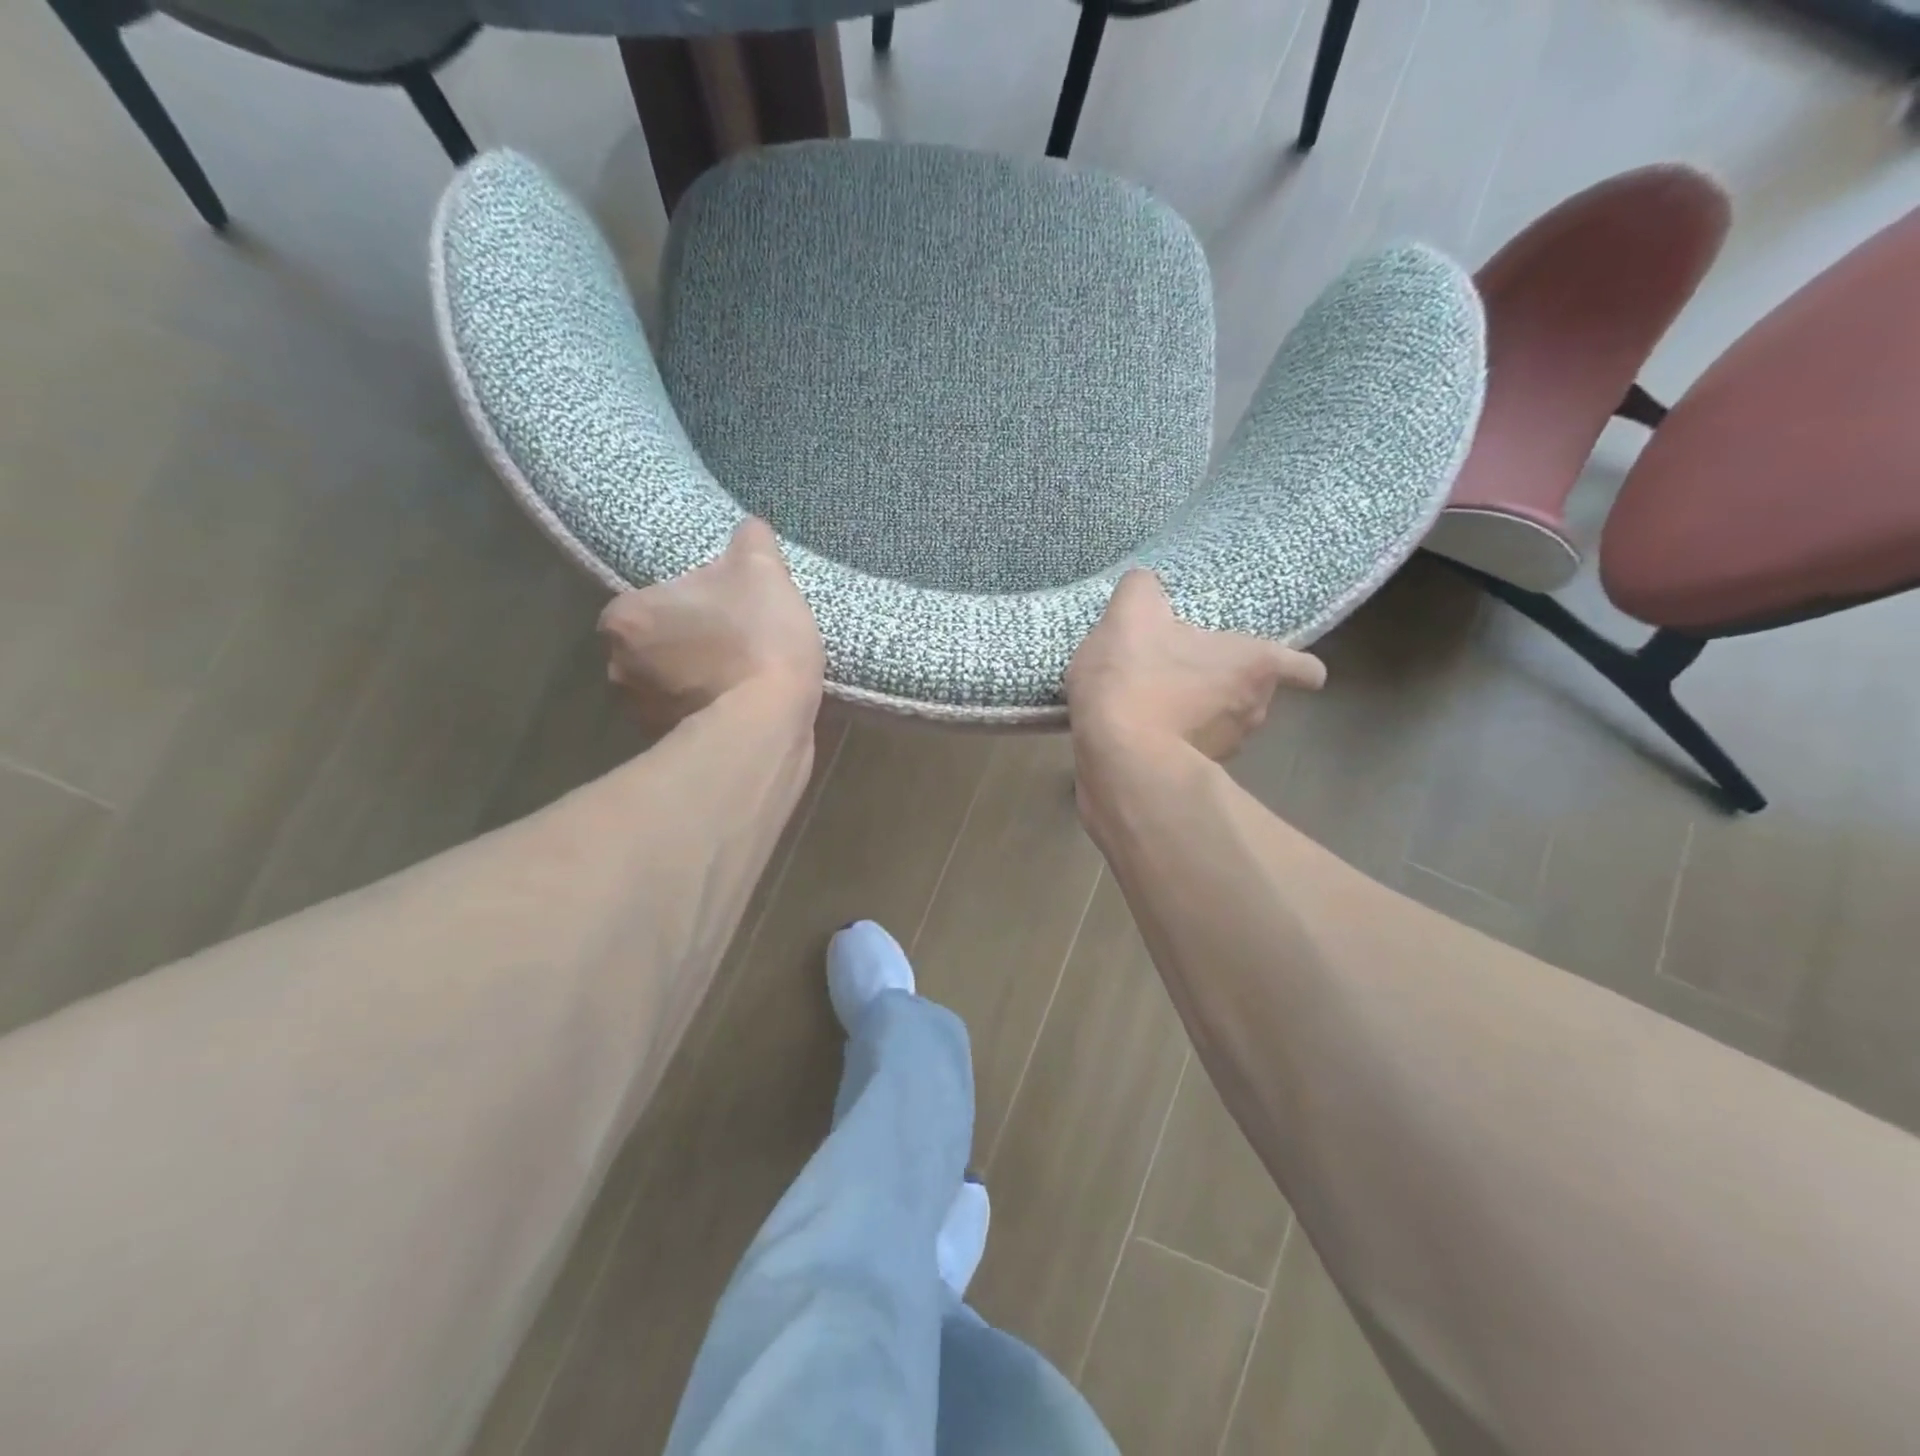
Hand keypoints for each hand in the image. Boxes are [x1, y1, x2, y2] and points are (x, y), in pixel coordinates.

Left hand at [599, 518, 823, 729]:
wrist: (769, 722)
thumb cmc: (757, 638)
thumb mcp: (764, 571)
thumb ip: (751, 540)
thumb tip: (749, 529)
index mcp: (625, 617)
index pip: (650, 601)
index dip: (690, 603)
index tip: (725, 610)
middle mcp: (617, 667)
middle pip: (656, 643)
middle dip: (688, 643)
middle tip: (735, 642)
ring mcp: (639, 714)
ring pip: (668, 683)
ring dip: (695, 679)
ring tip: (742, 678)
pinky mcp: (666, 747)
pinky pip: (686, 718)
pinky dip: (707, 711)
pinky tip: (742, 707)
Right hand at [1066, 570, 1324, 760]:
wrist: (1116, 756)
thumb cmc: (1136, 677)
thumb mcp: (1130, 615)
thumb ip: (1142, 588)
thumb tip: (1146, 583)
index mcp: (1253, 664)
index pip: (1305, 669)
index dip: (1296, 667)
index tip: (1275, 666)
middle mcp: (1254, 710)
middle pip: (1255, 694)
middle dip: (1227, 685)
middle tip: (1188, 672)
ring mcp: (1227, 749)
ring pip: (1225, 725)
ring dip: (1201, 715)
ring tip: (1158, 704)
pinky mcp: (1194, 776)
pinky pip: (1193, 751)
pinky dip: (1176, 741)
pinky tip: (1142, 731)